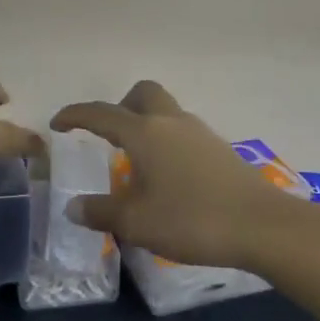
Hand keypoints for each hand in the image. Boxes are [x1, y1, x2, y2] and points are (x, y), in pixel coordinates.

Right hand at [50, 80, 295, 269]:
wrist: (262, 226)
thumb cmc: (192, 219)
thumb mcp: (137, 223)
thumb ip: (101, 212)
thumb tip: (73, 206)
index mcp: (144, 133)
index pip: (101, 114)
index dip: (75, 115)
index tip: (57, 124)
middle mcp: (171, 122)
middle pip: (142, 94)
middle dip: (120, 106)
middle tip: (109, 136)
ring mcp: (199, 133)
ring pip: (166, 113)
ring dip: (146, 126)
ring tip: (137, 165)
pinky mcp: (220, 150)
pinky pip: (183, 134)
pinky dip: (167, 143)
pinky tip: (169, 179)